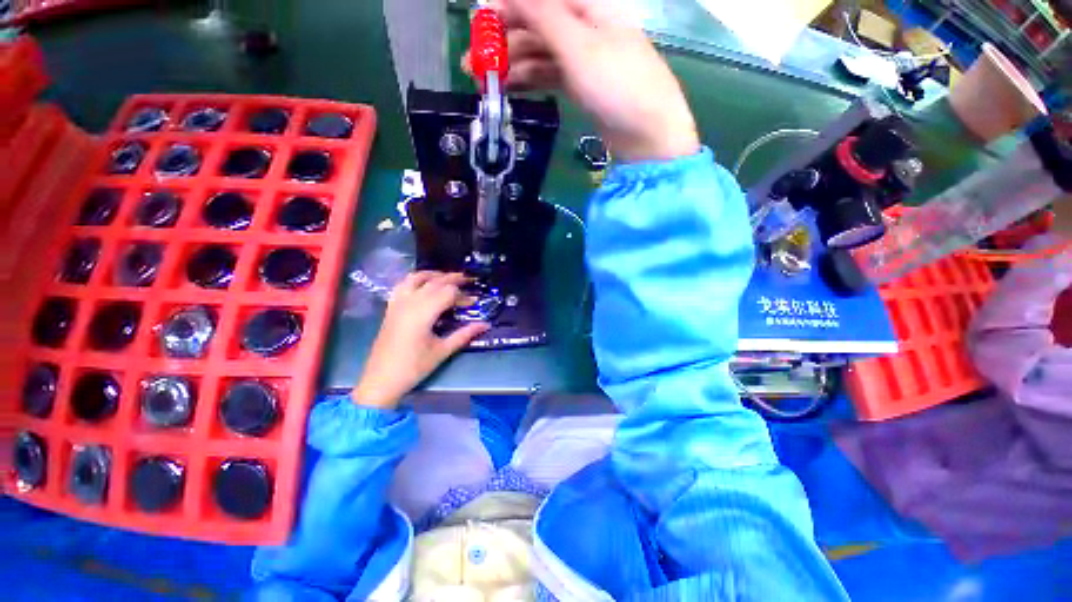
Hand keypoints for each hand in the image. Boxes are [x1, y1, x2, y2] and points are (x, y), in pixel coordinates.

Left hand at [353, 272, 488, 409]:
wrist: (381, 379)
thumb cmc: (414, 367)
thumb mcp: (442, 351)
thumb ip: (464, 334)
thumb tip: (485, 325)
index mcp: (423, 313)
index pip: (448, 293)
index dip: (463, 295)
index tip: (474, 302)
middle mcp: (410, 302)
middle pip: (434, 282)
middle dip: (453, 279)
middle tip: (468, 280)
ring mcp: (398, 303)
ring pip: (416, 278)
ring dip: (433, 274)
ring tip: (447, 277)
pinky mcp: (391, 307)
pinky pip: (402, 284)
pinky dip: (415, 279)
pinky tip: (423, 284)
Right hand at [465, 0, 699, 162]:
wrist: (647, 134)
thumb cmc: (618, 85)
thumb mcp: (579, 46)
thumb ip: (543, 15)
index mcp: (587, 7)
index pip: (538, 0)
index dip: (506, 9)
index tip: (477, 28)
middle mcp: (583, 27)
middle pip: (536, 27)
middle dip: (503, 43)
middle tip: (474, 67)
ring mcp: (583, 58)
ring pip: (540, 54)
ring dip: (512, 66)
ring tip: (487, 85)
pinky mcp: (582, 85)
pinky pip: (550, 76)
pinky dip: (530, 80)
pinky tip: (512, 89)